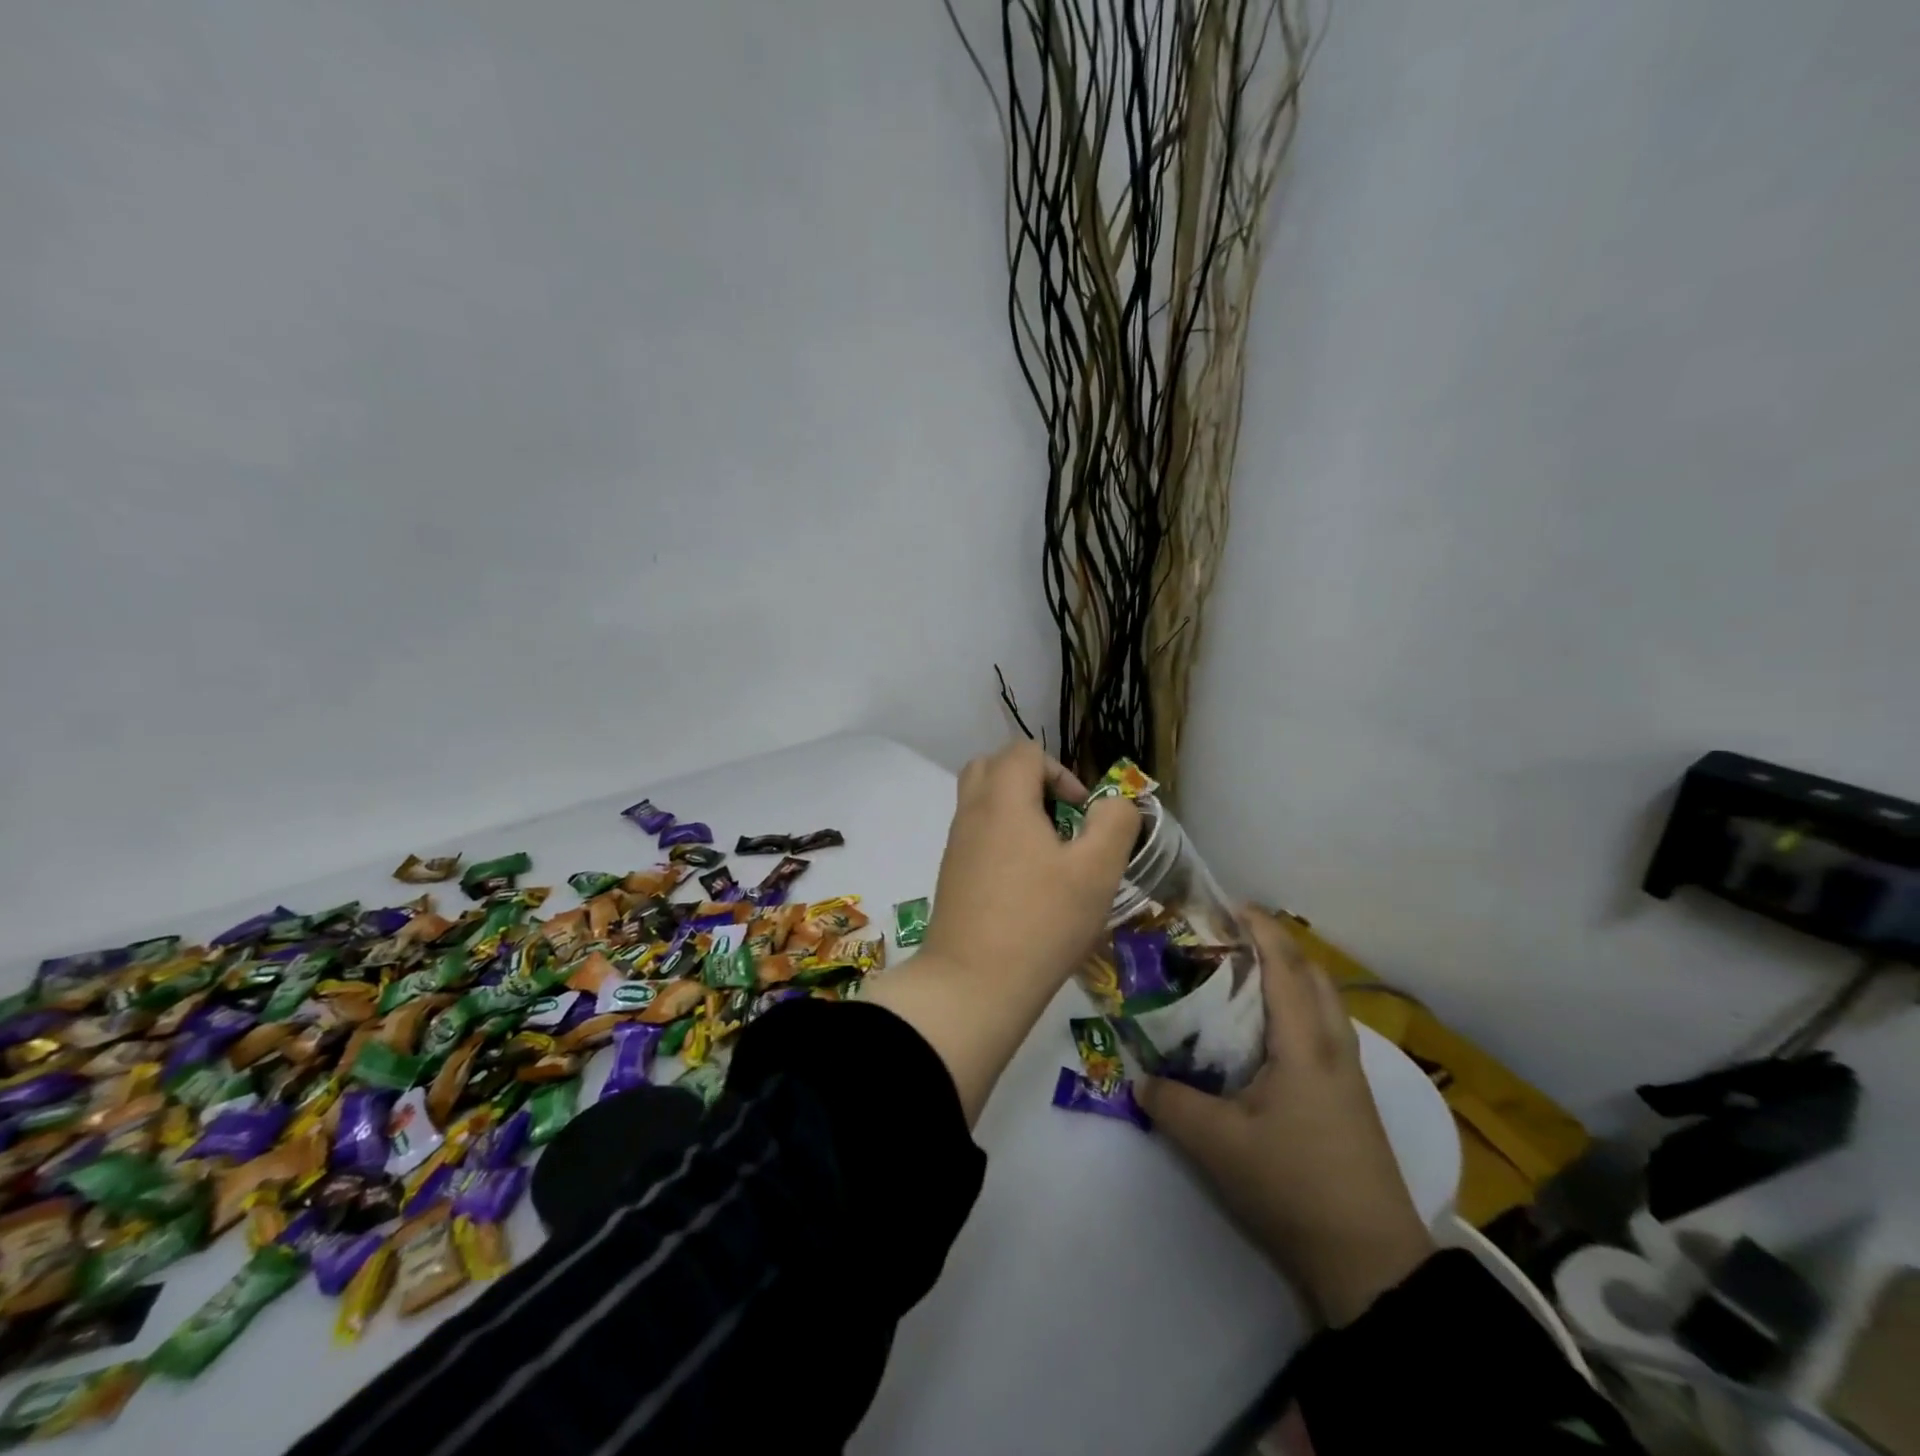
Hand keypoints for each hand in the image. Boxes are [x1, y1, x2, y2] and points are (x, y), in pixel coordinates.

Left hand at [865, 740, 1136, 1123]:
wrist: (972, 985)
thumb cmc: (1041, 921)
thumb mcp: (1097, 870)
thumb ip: (1114, 823)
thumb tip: (1113, 804)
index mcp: (1003, 799)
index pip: (1025, 752)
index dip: (1061, 772)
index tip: (1082, 815)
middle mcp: (972, 812)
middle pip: (994, 767)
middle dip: (1032, 783)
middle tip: (1060, 822)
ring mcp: (956, 845)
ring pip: (982, 802)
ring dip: (1017, 812)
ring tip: (1048, 855)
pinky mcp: (951, 876)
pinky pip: (976, 835)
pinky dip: (1001, 840)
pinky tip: (1027, 884)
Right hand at [1137, 909, 1435, 1325]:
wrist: (1371, 1263)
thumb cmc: (1294, 1187)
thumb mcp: (1217, 1146)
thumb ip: (1171, 1103)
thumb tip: (1139, 1079)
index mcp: (1305, 1044)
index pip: (1284, 964)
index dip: (1258, 927)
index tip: (1224, 903)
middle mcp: (1334, 1046)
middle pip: (1312, 973)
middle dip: (1274, 943)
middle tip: (1227, 937)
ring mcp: (1349, 1073)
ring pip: (1323, 1001)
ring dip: (1289, 974)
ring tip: (1242, 975)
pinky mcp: (1350, 1097)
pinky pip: (1324, 1028)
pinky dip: (1297, 1006)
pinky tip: (1264, 1032)